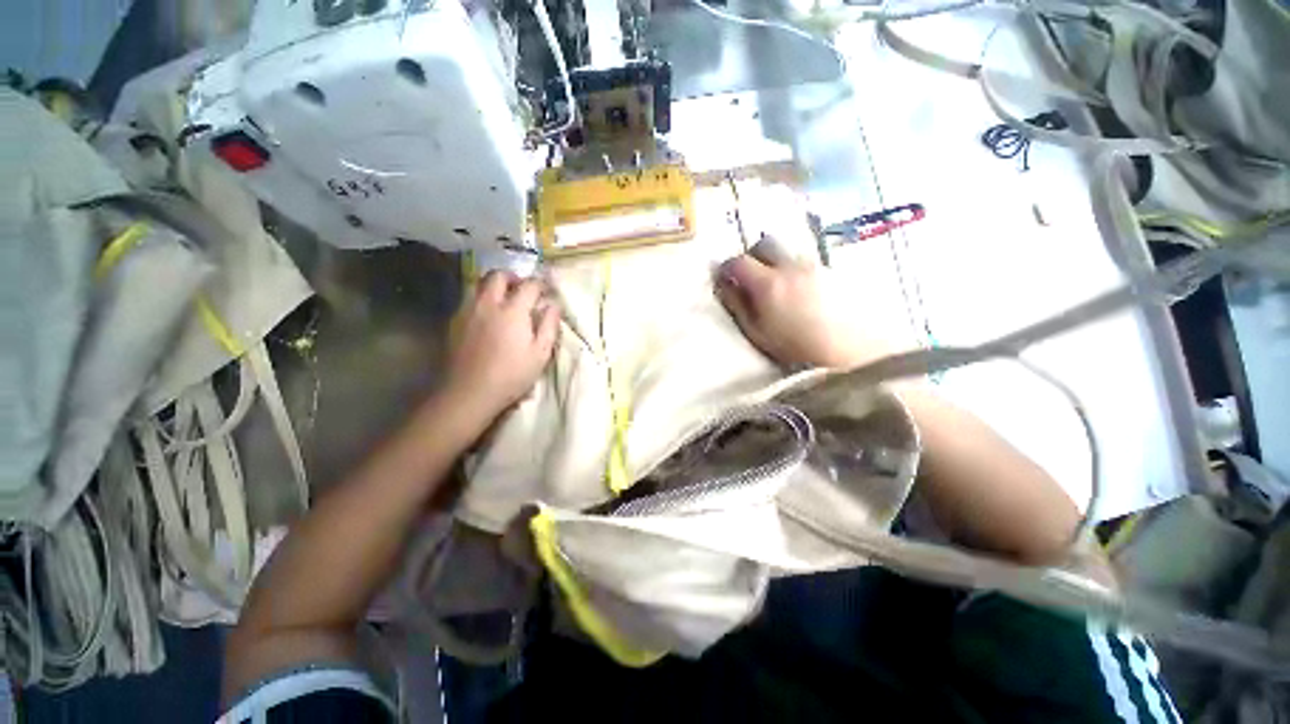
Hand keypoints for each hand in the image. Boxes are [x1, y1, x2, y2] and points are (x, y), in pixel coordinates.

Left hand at [444, 271, 559, 423]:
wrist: (470, 392)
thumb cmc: (512, 375)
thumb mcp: (541, 353)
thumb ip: (549, 325)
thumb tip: (554, 305)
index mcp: (513, 310)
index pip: (529, 285)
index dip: (541, 285)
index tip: (547, 291)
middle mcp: (488, 303)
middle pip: (498, 275)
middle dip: (513, 278)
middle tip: (523, 290)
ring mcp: (468, 310)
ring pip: (478, 283)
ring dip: (494, 285)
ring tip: (504, 299)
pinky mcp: (455, 321)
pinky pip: (469, 298)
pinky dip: (481, 298)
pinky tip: (488, 315)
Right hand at [715, 235, 897, 369]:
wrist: (849, 355)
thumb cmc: (795, 350)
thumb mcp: (757, 333)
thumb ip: (738, 306)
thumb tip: (725, 285)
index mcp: (768, 284)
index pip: (739, 261)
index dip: (727, 268)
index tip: (725, 278)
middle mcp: (791, 267)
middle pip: (766, 244)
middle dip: (753, 256)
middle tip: (750, 277)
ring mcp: (815, 267)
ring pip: (788, 252)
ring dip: (776, 262)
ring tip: (778, 287)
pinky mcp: (833, 272)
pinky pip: (807, 262)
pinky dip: (795, 270)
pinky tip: (801, 292)